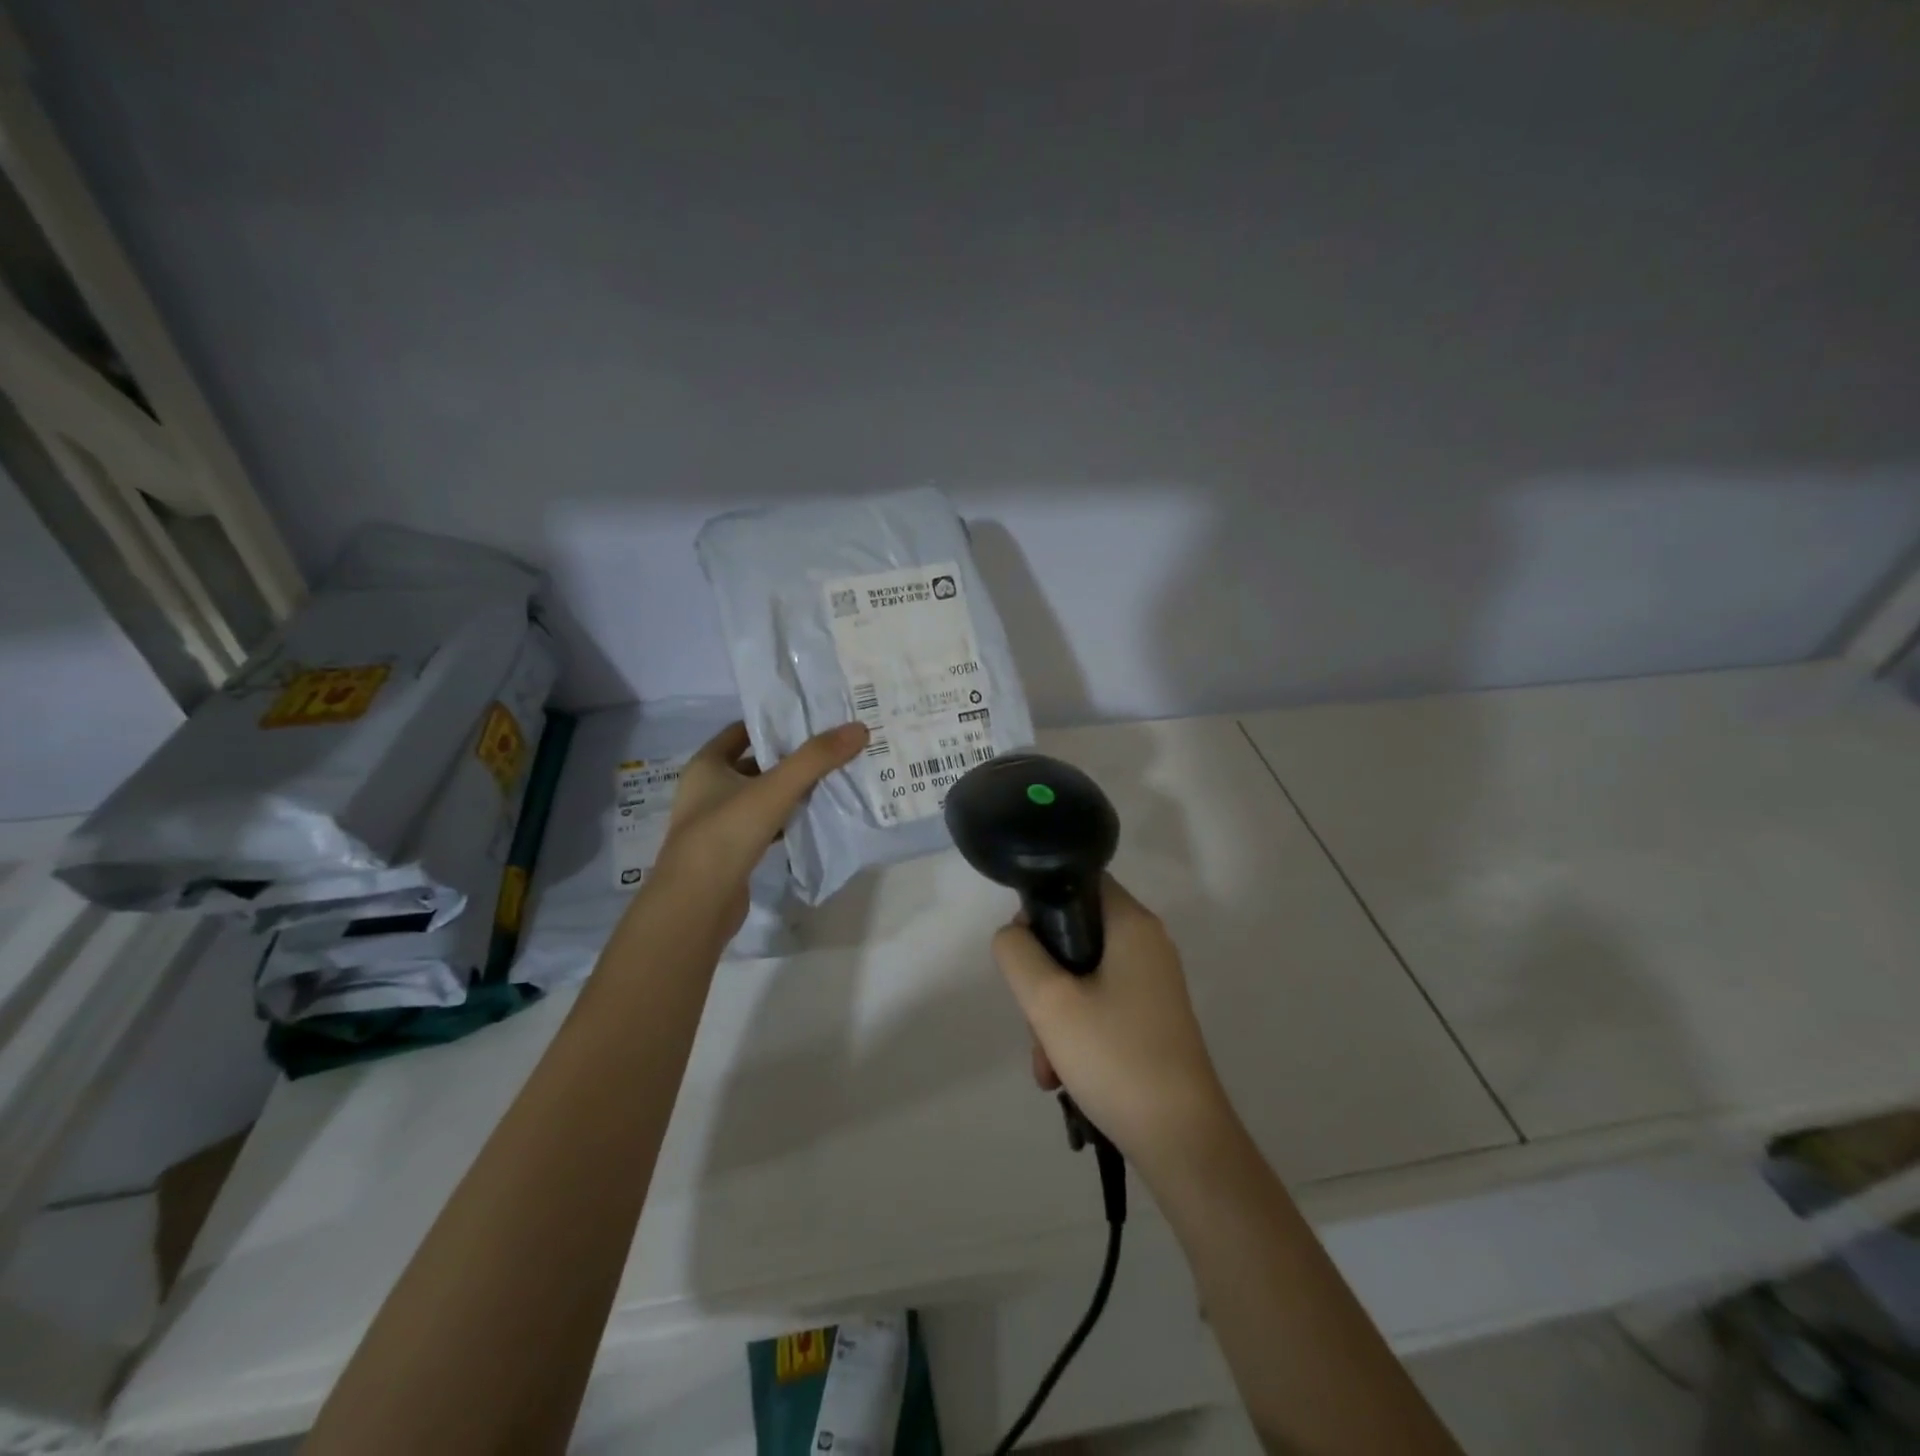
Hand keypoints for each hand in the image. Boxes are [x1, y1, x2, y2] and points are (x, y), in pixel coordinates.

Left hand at [654, 720, 867, 933]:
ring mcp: (718, 822)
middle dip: (790, 757)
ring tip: (832, 779)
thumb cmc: (727, 834)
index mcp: (706, 765)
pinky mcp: (731, 851)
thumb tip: (859, 728)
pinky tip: (814, 817)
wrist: (696, 905)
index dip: (775, 723)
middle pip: (756, 763)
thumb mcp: (774, 789)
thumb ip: (816, 758)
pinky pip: (764, 824)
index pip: (742, 731)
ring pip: (761, 796)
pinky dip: (787, 819)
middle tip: (832, 748)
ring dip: (790, 789)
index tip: (812, 719)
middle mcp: (707, 789)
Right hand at [993, 877, 1230, 1172]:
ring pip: (1082, 977)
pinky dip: (1075, 1034)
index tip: (1023, 949)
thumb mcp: (1049, 1000)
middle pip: (1076, 935)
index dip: (1043, 904)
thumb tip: (1015, 935)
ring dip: (1053, 1016)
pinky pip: (1099, 1006)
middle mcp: (1147, 945)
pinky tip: (1061, 1077)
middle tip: (1033, 1021)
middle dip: (1042, 979)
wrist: (1182, 1142)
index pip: (1080, 881)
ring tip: (1046, 1066)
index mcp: (1133, 925)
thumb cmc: (1115, 1057)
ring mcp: (1151, 984)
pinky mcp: (1150, 1019)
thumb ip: (1017, 953)